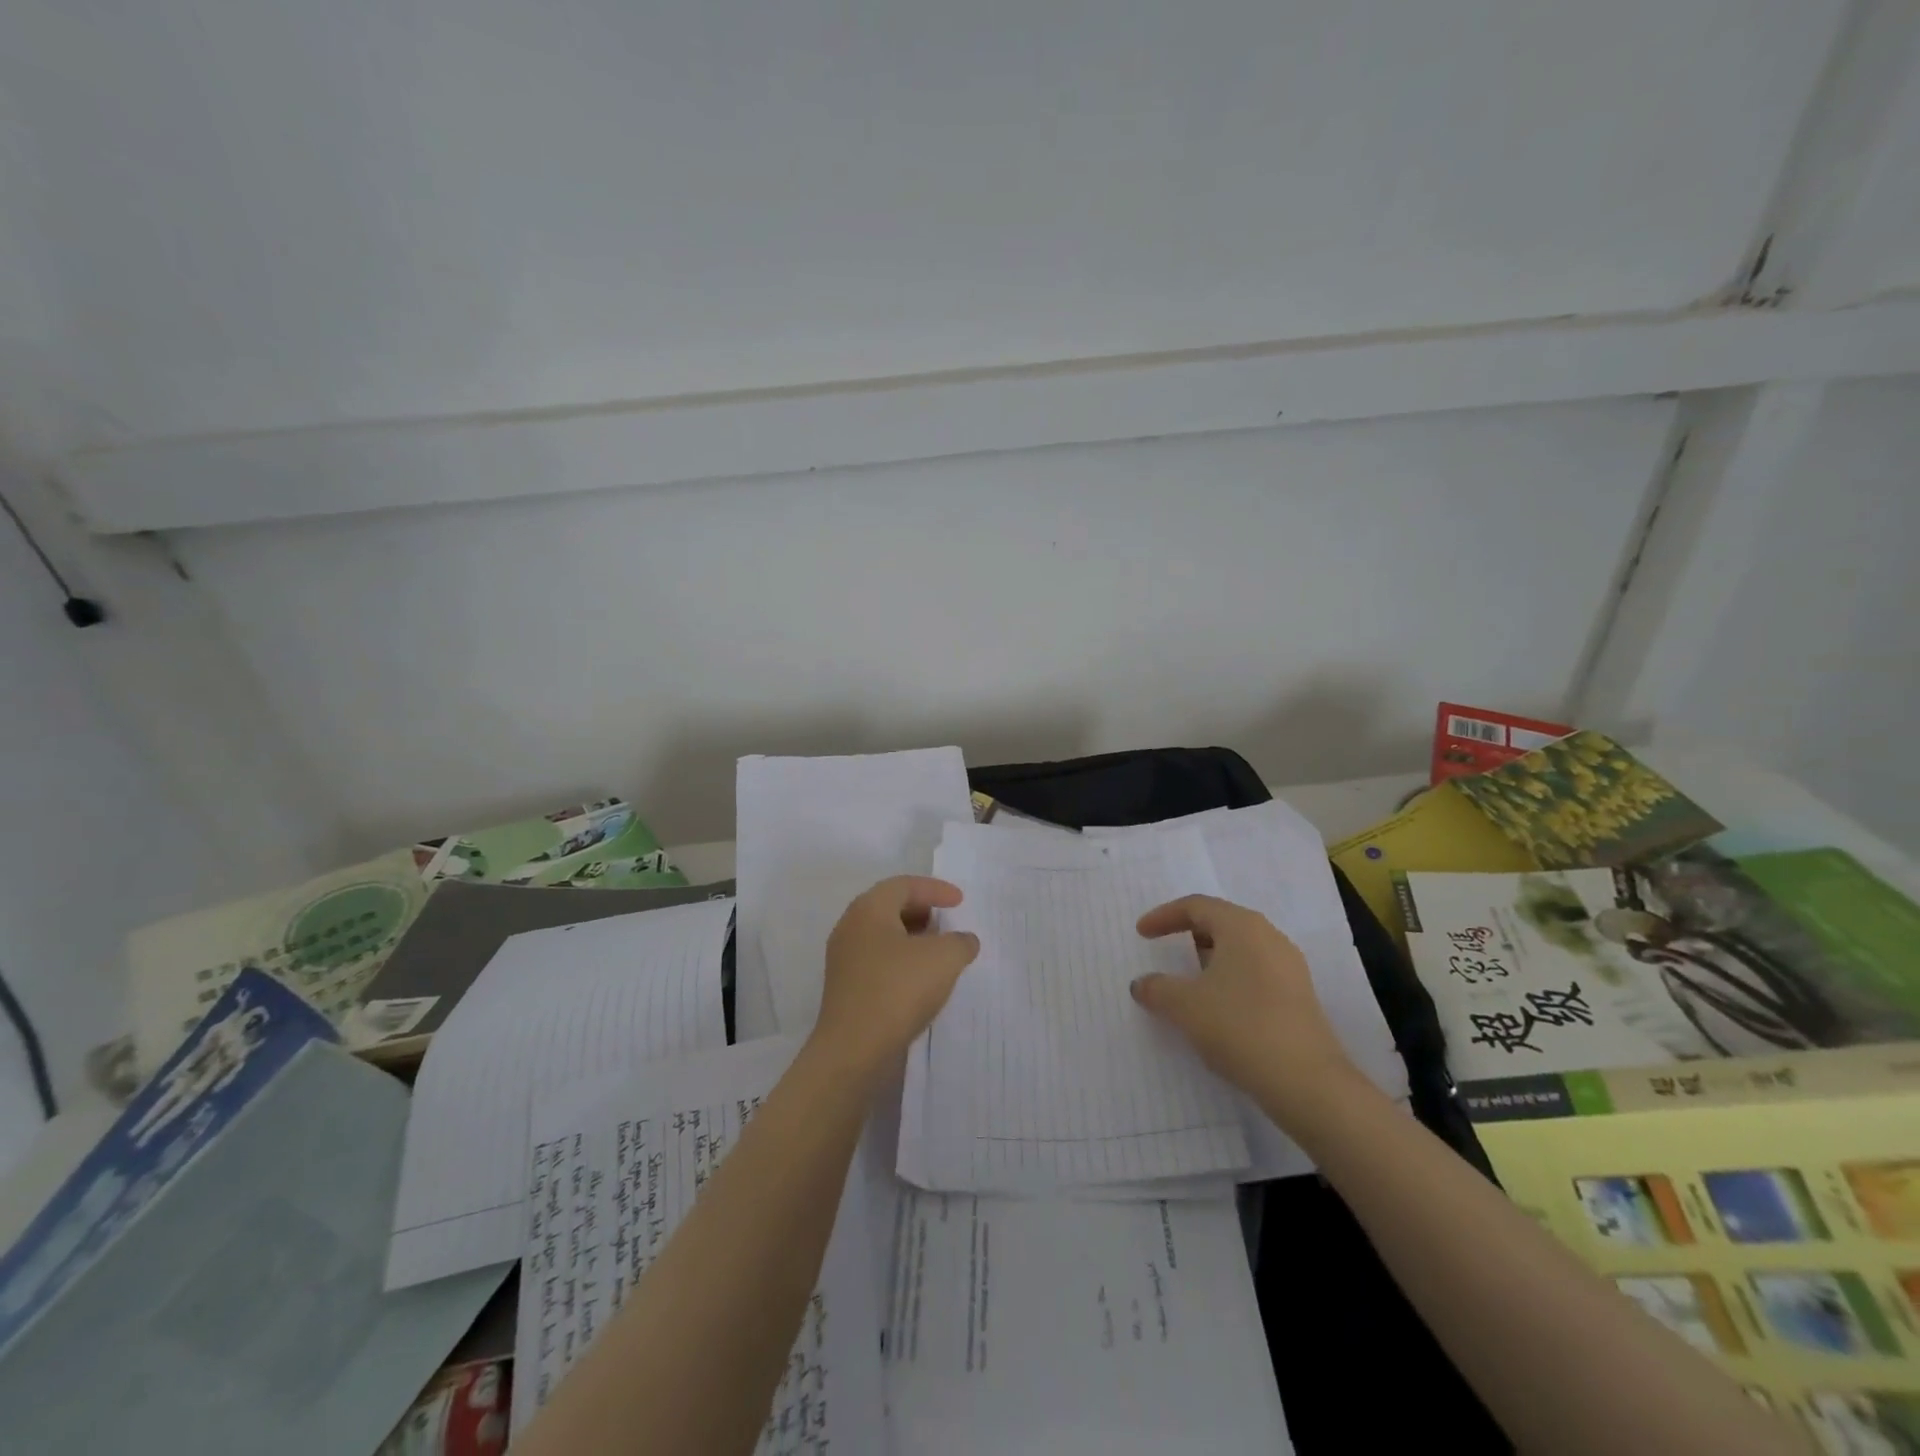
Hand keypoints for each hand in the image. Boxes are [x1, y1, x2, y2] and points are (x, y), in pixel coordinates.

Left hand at [810, 876, 979, 1082]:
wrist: (853, 1050)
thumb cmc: (898, 990)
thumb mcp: (944, 959)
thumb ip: (960, 942)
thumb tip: (963, 941)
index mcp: (869, 909)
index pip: (904, 885)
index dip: (935, 889)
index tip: (960, 902)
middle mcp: (851, 927)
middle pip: (889, 907)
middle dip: (922, 911)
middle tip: (948, 923)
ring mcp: (844, 959)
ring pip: (883, 936)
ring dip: (913, 939)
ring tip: (940, 953)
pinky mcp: (846, 988)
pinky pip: (878, 961)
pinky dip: (902, 961)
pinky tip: (921, 981)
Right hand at [1132, 894, 1361, 1126]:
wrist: (1307, 1082)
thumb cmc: (1239, 1026)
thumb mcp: (1184, 1006)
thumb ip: (1157, 988)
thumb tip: (1142, 984)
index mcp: (1242, 927)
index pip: (1196, 906)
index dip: (1164, 916)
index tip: (1141, 934)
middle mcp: (1269, 938)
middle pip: (1222, 923)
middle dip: (1189, 935)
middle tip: (1166, 950)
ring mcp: (1289, 968)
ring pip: (1241, 950)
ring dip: (1210, 961)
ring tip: (1189, 983)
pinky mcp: (1299, 997)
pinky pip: (1255, 973)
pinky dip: (1230, 980)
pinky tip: (1218, 1009)